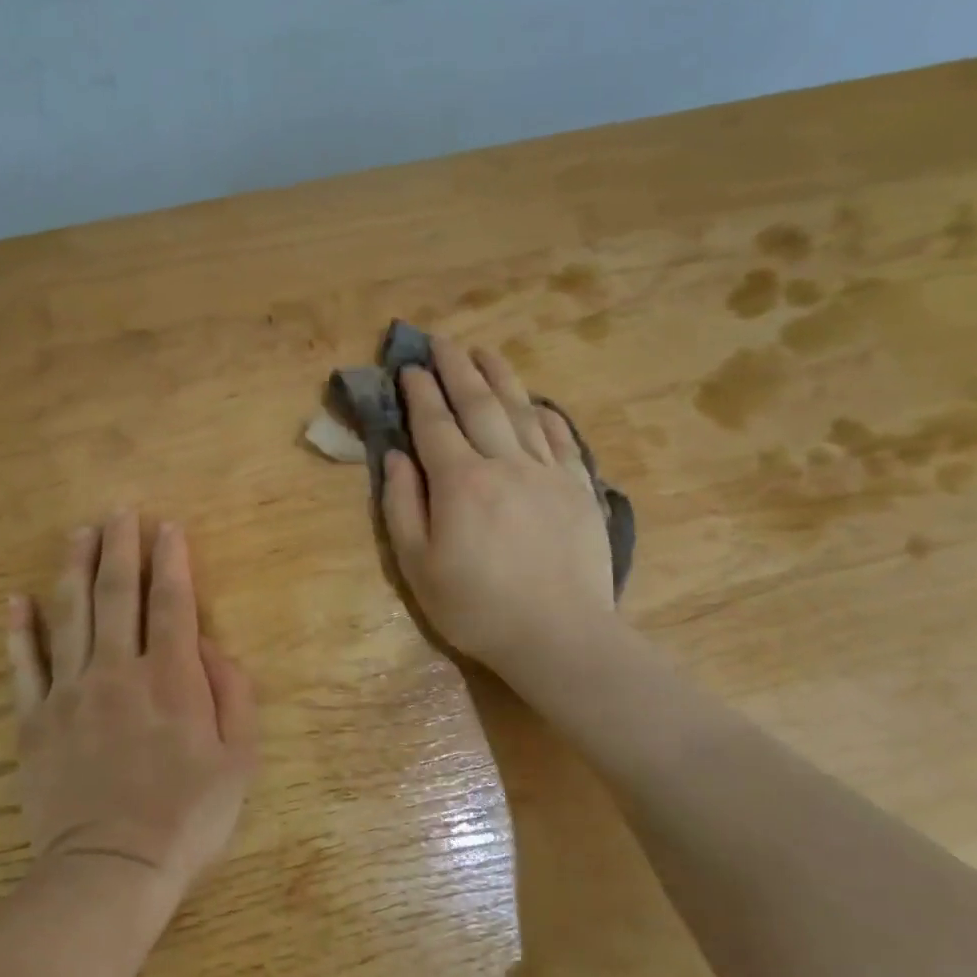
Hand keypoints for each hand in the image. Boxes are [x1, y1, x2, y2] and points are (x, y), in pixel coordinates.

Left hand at [7, 511, 258, 905]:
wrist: (112, 867)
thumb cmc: (187, 816)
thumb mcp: (239, 759)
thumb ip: (232, 693)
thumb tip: (209, 644)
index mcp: (171, 678)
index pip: (172, 603)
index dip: (171, 560)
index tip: (167, 527)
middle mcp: (119, 671)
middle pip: (118, 595)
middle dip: (121, 548)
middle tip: (120, 511)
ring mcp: (71, 693)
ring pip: (70, 615)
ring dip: (74, 569)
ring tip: (78, 533)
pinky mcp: (35, 720)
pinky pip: (24, 666)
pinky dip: (20, 630)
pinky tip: (17, 599)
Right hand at [381, 339, 615, 672]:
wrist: (558, 635)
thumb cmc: (476, 607)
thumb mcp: (417, 565)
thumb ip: (402, 506)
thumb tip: (397, 456)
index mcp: (460, 482)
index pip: (434, 423)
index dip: (419, 392)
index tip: (408, 366)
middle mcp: (505, 463)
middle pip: (478, 404)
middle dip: (456, 368)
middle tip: (442, 341)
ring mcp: (548, 473)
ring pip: (521, 411)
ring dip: (500, 378)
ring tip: (485, 352)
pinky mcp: (580, 489)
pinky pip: (561, 439)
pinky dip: (545, 416)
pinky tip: (536, 404)